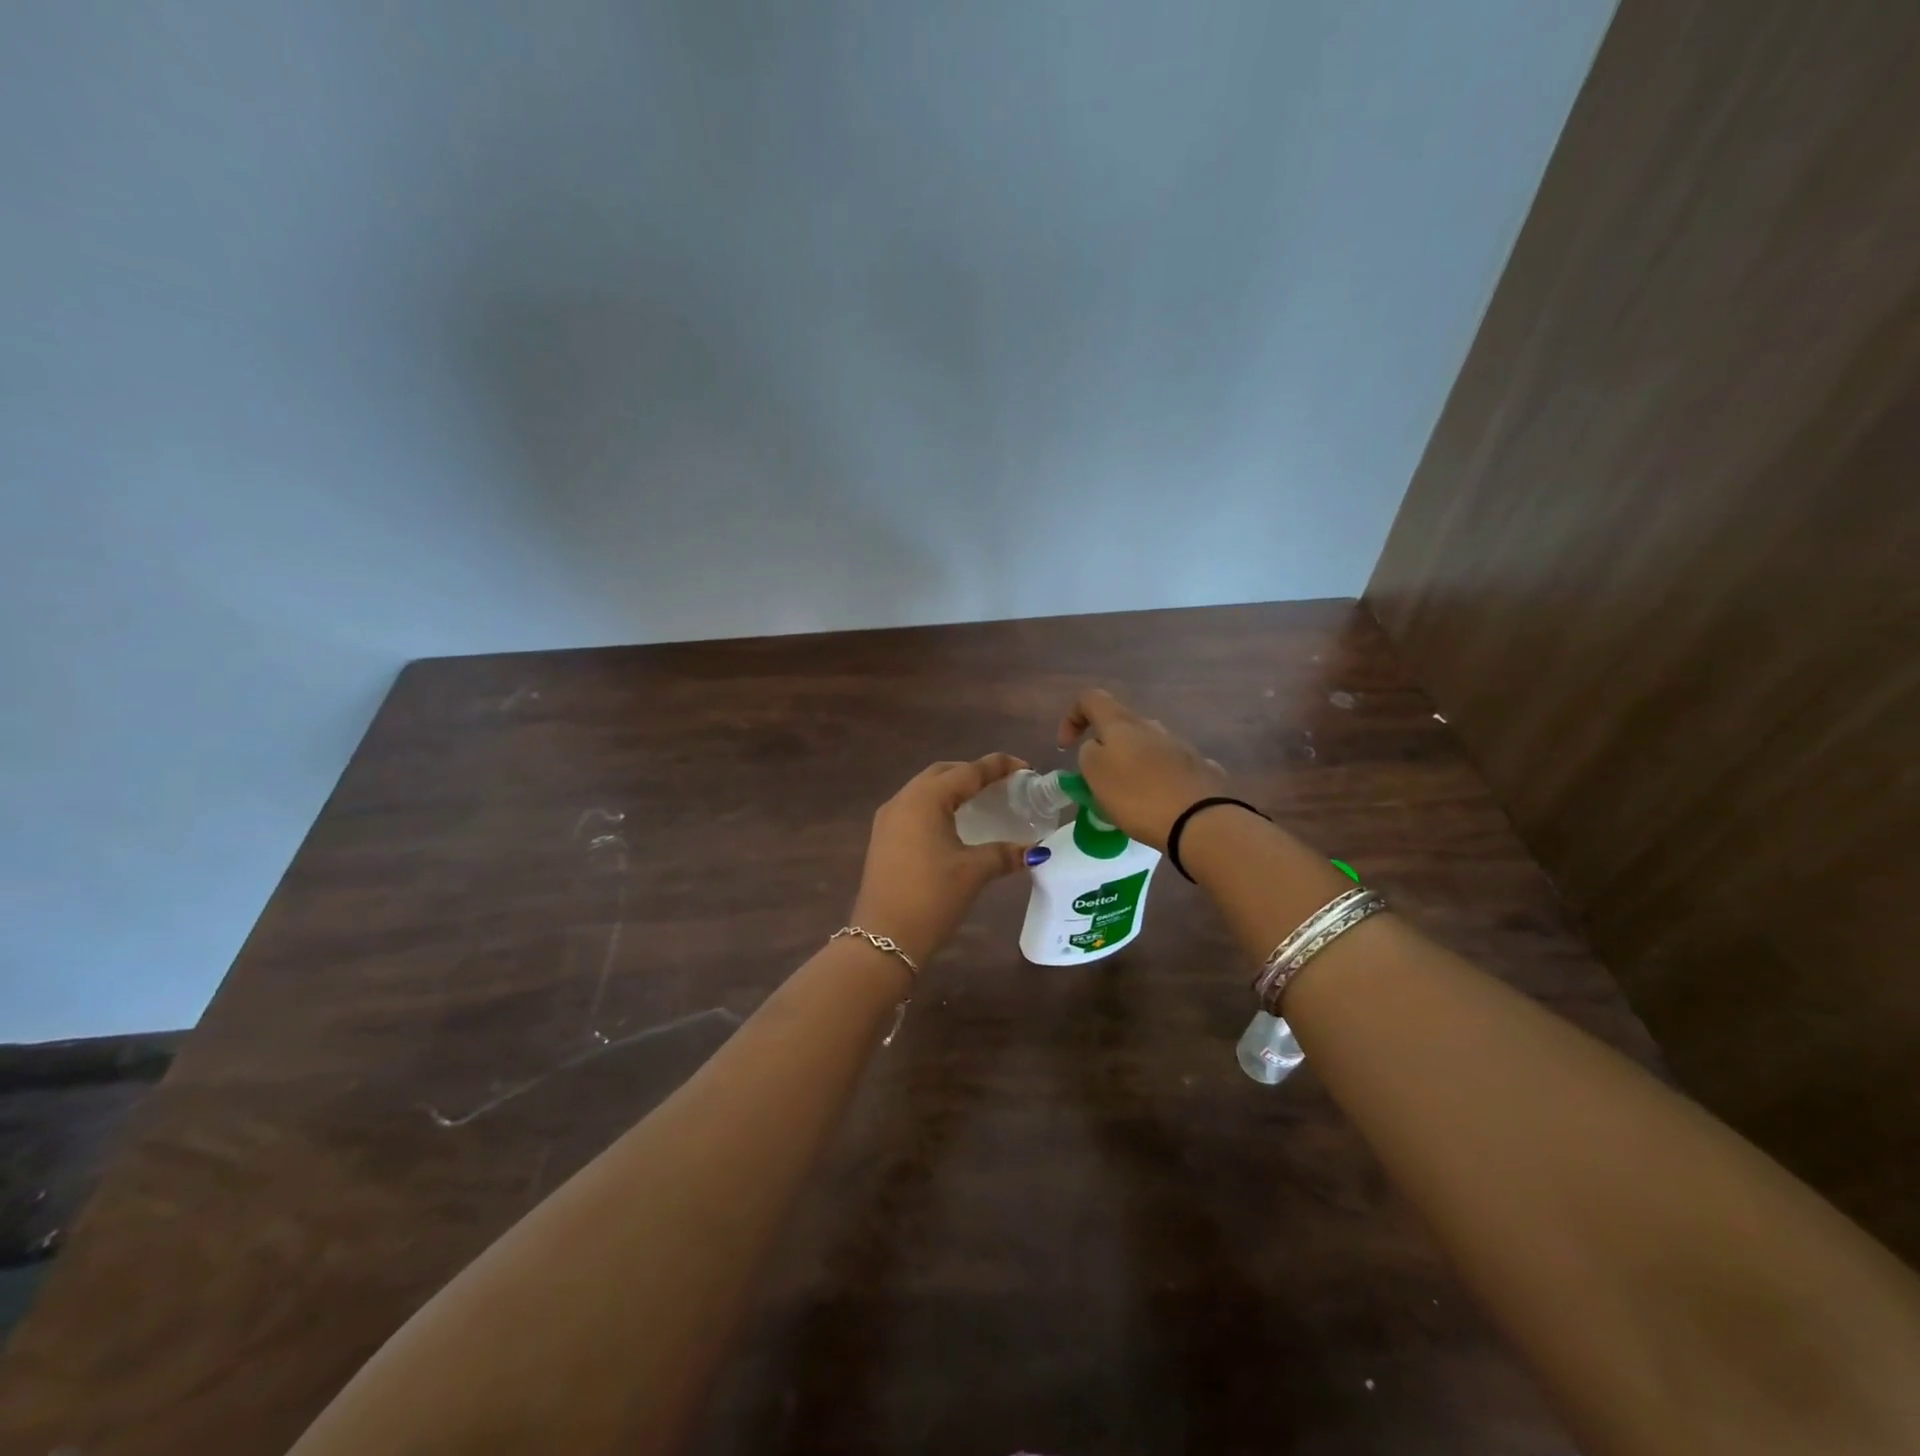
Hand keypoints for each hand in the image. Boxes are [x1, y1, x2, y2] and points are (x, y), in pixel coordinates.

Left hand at [849, 754, 1033, 964]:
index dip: (997, 766)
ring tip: (982, 800)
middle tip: (1003, 783)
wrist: (884, 938)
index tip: (1025, 768)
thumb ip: (1005, 854)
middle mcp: (902, 800)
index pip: (967, 772)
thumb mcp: (973, 871)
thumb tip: (1035, 850)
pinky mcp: (883, 838)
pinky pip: (914, 808)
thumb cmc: (931, 897)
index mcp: (925, 799)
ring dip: (953, 789)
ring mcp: (888, 819)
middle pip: (942, 773)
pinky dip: (938, 805)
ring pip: (925, 790)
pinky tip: (955, 823)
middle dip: (972, 772)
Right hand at [1057, 689, 1228, 850]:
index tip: (1066, 747)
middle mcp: (1153, 727)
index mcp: (1122, 724)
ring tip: (1128, 800)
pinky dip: (1157, 781)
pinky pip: (1169, 769)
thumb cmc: (1138, 796)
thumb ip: (1088, 753)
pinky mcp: (1200, 769)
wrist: (1201, 821)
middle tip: (1098, 782)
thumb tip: (1097, 747)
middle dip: (1105, 749)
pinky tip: (1159, 804)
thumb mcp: (1095, 774)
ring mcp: (1181, 746)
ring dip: (1132, 766)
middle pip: (1121, 726)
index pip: (1090, 699)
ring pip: (1146, 748)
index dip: (1072, 717)